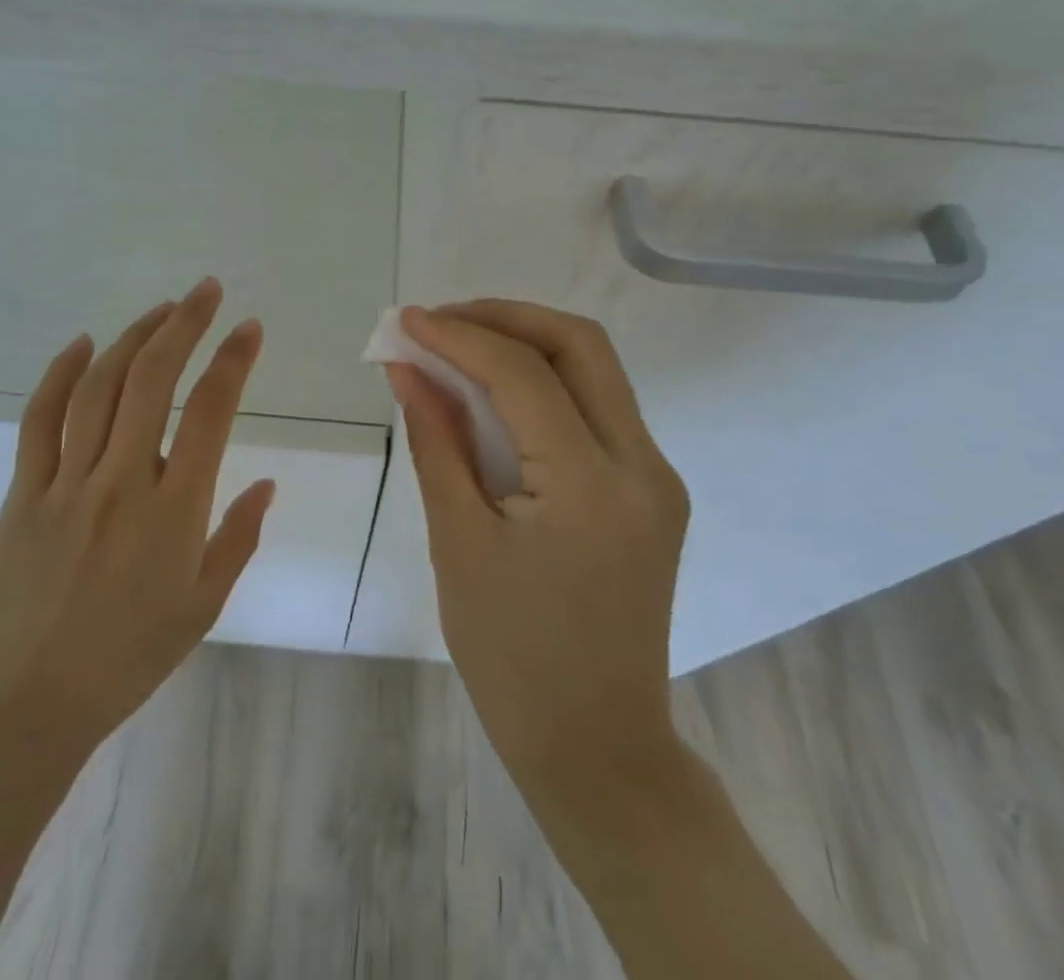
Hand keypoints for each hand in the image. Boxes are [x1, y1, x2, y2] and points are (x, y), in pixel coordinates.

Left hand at [0, 278, 274, 758]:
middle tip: (206, 291)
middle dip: (184, 324)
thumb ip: (238, 538)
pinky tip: (83, 344)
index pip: (210, 412)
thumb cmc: (125, 661)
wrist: (21, 707)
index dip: (233, 361)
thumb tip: (266, 484)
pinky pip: (40, 419)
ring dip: (133, 338)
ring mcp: (66, 482)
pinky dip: (61, 374)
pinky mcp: (24, 492)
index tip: (249, 328)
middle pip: (153, 380)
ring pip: (99, 387)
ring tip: (160, 310)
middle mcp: (121, 481)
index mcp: (173, 510)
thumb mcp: (201, 607)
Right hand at [386, 301, 689, 817]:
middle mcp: (643, 466)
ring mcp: (657, 476)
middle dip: (505, 318)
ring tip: (458, 346)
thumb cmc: (511, 657)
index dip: (460, 336)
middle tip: (441, 322)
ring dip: (526, 343)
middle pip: (580, 345)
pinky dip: (545, 383)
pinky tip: (496, 394)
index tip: (406, 320)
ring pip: (595, 369)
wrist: (597, 745)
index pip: (524, 374)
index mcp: (591, 487)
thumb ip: (436, 441)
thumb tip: (407, 368)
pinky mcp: (653, 489)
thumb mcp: (458, 542)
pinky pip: (598, 408)